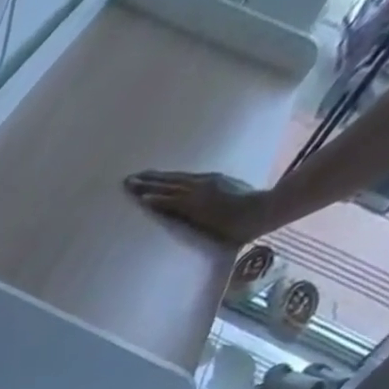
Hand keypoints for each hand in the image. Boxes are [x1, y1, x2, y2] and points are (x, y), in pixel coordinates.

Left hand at [125, 170, 275, 245]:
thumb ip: (215, 200)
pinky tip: (143, 199)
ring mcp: (198, 193)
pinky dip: (157, 200)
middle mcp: (202, 183)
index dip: (162, 179)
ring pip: (167, 187)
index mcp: (209, 181)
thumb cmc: (249, 210)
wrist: (260, 211)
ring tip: (129, 185)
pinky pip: (172, 202)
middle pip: (170, 180)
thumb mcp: (229, 199)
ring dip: (147, 187)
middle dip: (149, 179)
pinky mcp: (197, 206)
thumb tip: (207, 207)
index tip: (146, 178)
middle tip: (129, 178)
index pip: (180, 180)